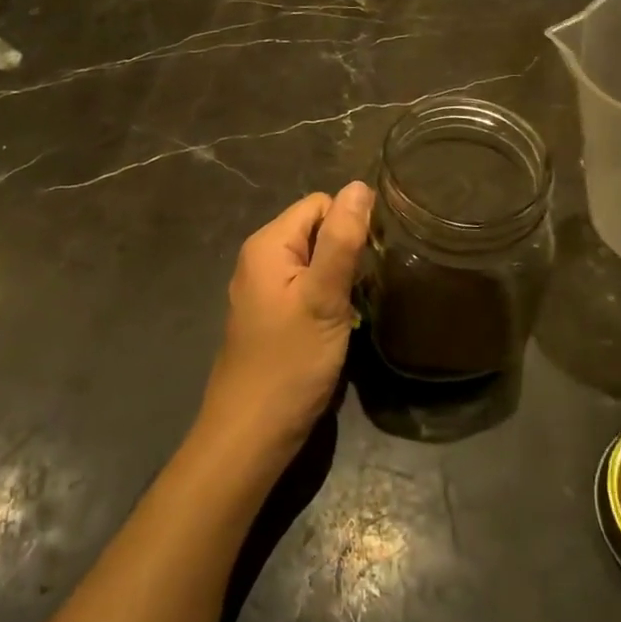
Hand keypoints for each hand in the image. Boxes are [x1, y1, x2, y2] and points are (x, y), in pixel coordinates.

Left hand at [199, 181, 372, 459]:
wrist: (250, 436)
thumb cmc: (290, 363)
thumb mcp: (323, 297)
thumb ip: (342, 239)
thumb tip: (360, 185)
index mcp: (268, 244)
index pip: (320, 204)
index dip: (350, 225)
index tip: (370, 262)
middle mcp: (260, 258)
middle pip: (316, 229)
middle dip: (345, 251)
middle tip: (364, 289)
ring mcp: (263, 288)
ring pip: (314, 260)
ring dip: (338, 278)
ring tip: (354, 308)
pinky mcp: (270, 315)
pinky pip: (304, 286)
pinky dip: (325, 297)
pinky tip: (336, 324)